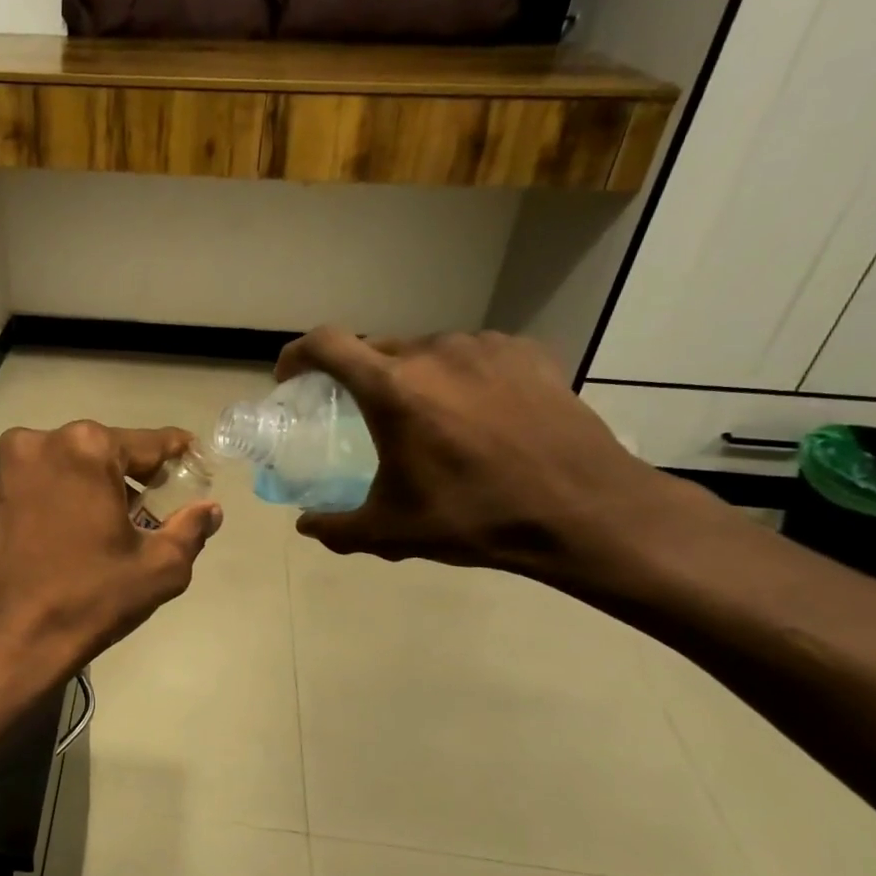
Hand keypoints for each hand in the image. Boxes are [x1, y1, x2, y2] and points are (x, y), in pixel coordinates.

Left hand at [0, 423, 223, 684]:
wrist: (6, 641)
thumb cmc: (87, 600)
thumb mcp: (158, 568)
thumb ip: (191, 529)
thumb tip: (210, 509)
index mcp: (86, 448)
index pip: (147, 443)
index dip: (177, 453)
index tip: (194, 458)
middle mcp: (40, 440)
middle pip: (104, 449)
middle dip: (132, 473)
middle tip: (156, 501)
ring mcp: (5, 463)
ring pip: (69, 461)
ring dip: (94, 482)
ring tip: (115, 520)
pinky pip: (39, 477)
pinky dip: (62, 491)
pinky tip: (75, 525)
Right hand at [277, 327, 702, 577]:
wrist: (585, 511)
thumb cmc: (475, 517)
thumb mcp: (391, 531)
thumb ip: (335, 528)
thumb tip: (305, 526)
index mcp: (392, 388)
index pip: (326, 344)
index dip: (297, 355)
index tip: (291, 378)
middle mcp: (433, 352)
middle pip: (376, 349)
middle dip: (358, 376)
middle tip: (363, 414)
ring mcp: (484, 347)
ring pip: (427, 352)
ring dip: (412, 377)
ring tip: (428, 418)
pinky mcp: (526, 352)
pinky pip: (473, 355)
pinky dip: (460, 376)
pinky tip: (477, 412)